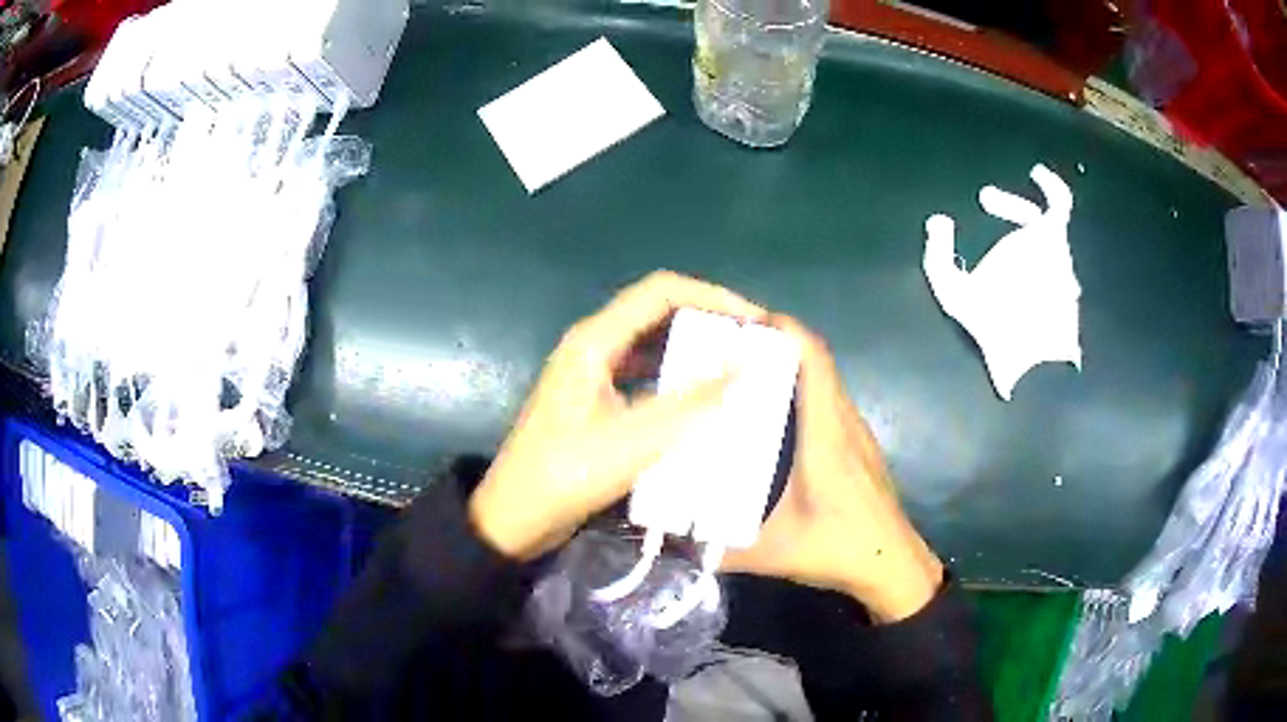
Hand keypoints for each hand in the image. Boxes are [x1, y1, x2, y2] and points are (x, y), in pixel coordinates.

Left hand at [469, 271, 766, 560]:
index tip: (754, 321)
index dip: (712, 297)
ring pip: (653, 346)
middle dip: (707, 323)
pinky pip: (644, 376)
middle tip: (751, 346)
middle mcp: (594, 346)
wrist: (516, 517)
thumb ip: (692, 402)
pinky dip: (676, 381)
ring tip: (736, 370)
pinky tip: (702, 402)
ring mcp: (593, 374)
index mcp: (595, 341)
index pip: (661, 292)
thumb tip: (745, 366)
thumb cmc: (567, 475)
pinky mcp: (596, 401)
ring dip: (693, 352)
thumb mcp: (634, 439)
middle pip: (658, 313)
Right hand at [724, 316, 943, 622]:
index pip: (814, 361)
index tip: (743, 322)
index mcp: (825, 436)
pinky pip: (830, 400)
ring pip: (825, 379)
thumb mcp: (772, 552)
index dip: (785, 330)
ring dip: (791, 366)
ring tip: (746, 373)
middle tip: (729, 348)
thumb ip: (718, 548)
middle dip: (776, 343)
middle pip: (817, 361)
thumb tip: (673, 537)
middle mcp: (844, 423)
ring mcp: (856, 433)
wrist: (892, 565)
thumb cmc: (839, 550)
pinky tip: (776, 414)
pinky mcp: (859, 446)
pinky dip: (804, 389)